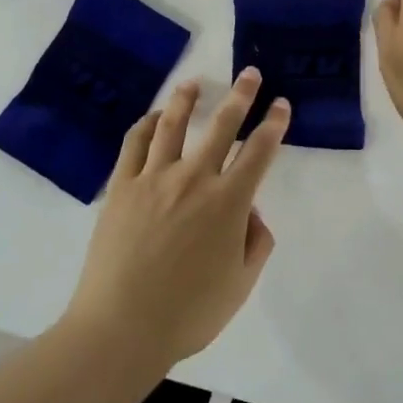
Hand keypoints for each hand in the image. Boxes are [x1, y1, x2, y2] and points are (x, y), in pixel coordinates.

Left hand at [64, 70, 287, 367]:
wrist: (122, 328)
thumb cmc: (188, 314)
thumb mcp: (241, 286)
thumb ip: (256, 243)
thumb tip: (250, 211)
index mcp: (228, 203)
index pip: (259, 152)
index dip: (274, 124)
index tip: (281, 104)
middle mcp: (194, 179)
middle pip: (221, 125)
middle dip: (241, 96)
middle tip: (249, 74)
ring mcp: (154, 178)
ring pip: (173, 124)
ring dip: (187, 99)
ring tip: (195, 82)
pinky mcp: (122, 186)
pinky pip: (134, 144)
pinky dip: (145, 124)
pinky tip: (152, 116)